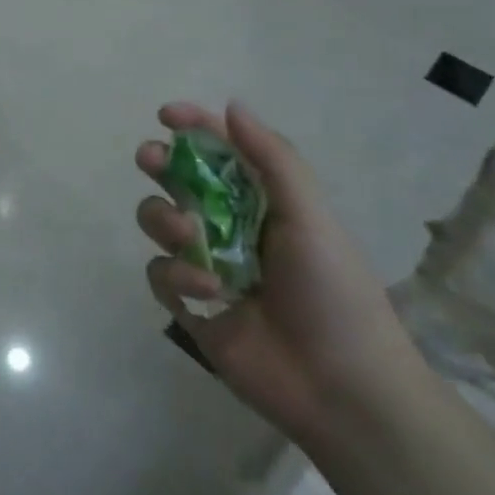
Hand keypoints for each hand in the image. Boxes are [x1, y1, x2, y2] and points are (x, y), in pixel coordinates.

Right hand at [136, 102, 426, 448]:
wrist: (342, 388)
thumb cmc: (334, 293)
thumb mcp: (311, 216)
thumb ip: (272, 159)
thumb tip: (231, 106)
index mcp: (262, 201)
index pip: (220, 150)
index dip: (192, 127)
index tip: (167, 115)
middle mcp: (229, 225)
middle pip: (176, 179)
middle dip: (159, 164)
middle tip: (152, 162)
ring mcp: (206, 264)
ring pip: (158, 220)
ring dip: (166, 220)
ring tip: (191, 237)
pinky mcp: (190, 305)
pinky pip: (160, 273)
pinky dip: (177, 275)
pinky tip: (209, 292)